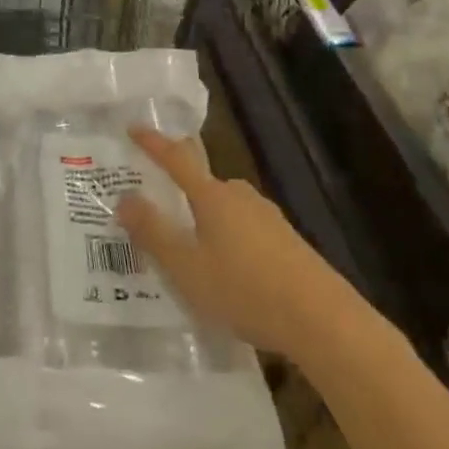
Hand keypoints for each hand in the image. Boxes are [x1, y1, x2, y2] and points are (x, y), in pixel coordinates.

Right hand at [117, 126, 330, 357]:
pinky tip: (227, 271)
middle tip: (157, 209)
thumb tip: (124, 197)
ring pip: (225, 209)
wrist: (323, 321)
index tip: (134, 127)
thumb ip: (152, 232)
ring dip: (204, 220)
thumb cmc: (244, 289)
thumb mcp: (186, 267)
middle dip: (180, 191)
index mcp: (212, 197)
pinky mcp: (287, 243)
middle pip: (204, 183)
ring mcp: (269, 219)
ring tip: (189, 249)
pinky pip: (245, 230)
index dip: (153, 143)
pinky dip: (227, 239)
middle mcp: (241, 197)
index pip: (176, 159)